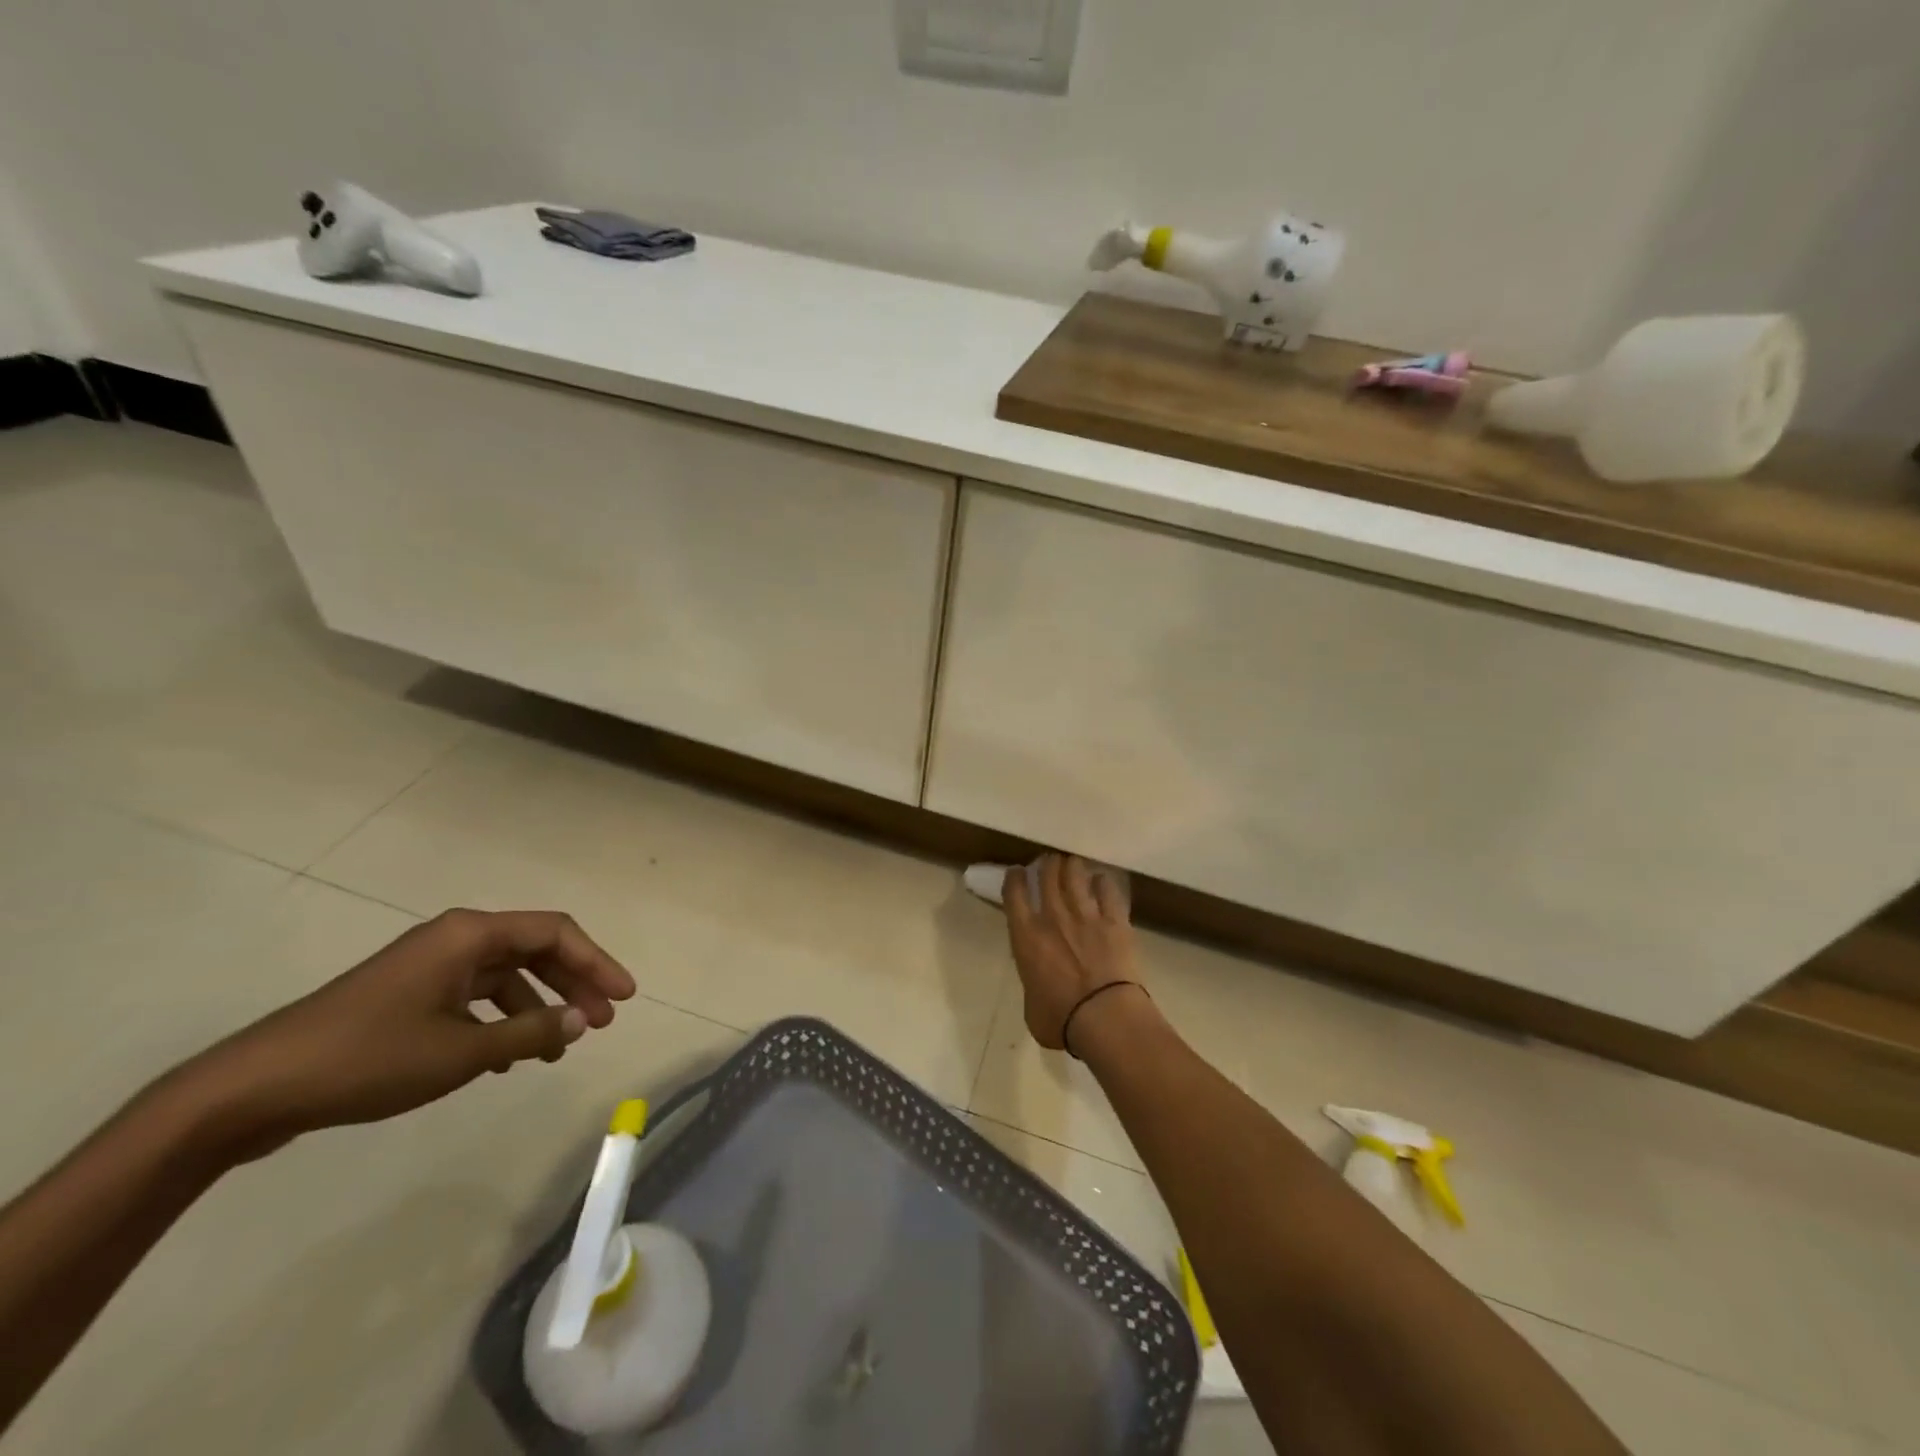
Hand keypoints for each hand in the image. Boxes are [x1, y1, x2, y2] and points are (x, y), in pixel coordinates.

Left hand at [162, 909, 636, 1159]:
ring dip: (539, 1007)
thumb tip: (582, 1020)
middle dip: (573, 984)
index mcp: (470, 934)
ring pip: (506, 976)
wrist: (254, 1089)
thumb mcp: (462, 1051)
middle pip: (535, 950)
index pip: (555, 933)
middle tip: (602, 1020)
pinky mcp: (409, 995)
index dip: (597, 961)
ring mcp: (429, 967)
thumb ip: (530, 1033)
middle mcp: (455, 939)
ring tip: (559, 1048)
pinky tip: (508, 1057)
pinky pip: (476, 997)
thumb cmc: (369, 1058)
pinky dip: (502, 1020)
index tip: (625, 997)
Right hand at [1004, 855, 1142, 1051]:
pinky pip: (1107, 890)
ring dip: (1071, 867)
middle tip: (1048, 863)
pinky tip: (1102, 881)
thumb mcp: (1031, 1006)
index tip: (1017, 872)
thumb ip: (1032, 984)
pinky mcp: (1114, 920)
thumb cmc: (1061, 1020)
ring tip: (1072, 864)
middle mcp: (1053, 917)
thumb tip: (1039, 984)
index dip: (1014, 878)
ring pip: (1075, 875)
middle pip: (1046, 875)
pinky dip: (1103, 882)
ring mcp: (1086, 915)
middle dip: (1046, 864)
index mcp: (1026, 937)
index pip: (1014, 894)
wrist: (1105, 1017)